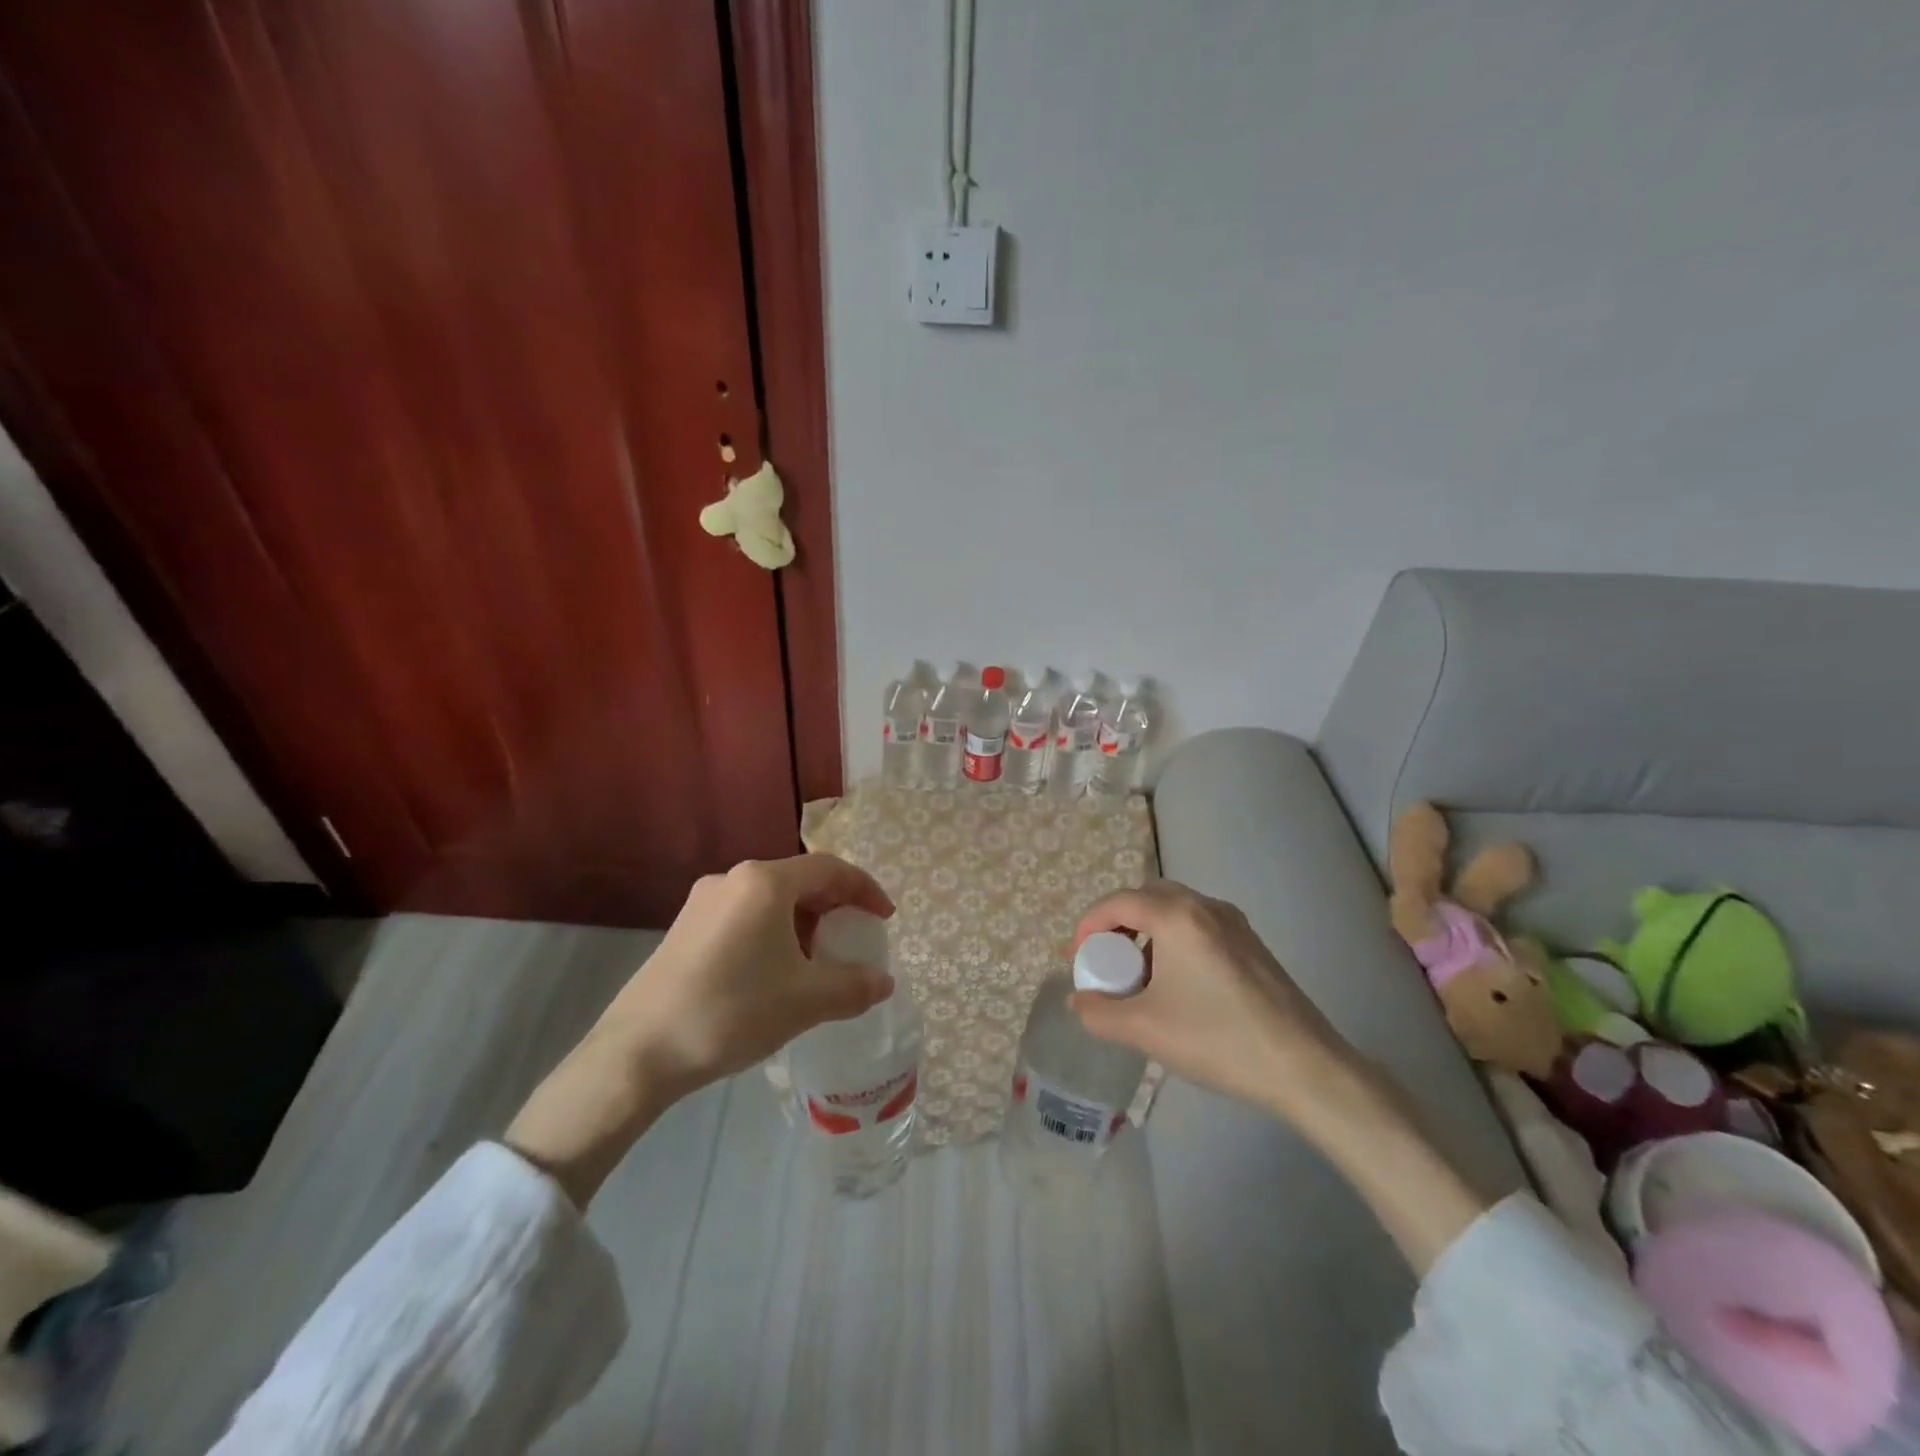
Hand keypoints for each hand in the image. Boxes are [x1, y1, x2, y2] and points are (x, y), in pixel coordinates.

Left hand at [507, 854, 893, 1205]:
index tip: (885, 918)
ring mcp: (703, 903)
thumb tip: (884, 981)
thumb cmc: (732, 1011)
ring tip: (817, 962)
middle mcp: (733, 879)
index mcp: (765, 882)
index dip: (865, 890)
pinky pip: (745, 917)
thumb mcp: (805, 1001)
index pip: (831, 869)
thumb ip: (853, 986)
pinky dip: (773, 934)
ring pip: (771, 901)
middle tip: (854, 941)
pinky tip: (774, 973)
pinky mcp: (684, 929)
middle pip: (800, 881)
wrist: (637, 1053)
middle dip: (834, 908)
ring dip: (803, 924)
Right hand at [1068, 880, 1360, 1120]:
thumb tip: (1078, 1000)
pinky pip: (1198, 925)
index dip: (1088, 926)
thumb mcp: (1145, 1029)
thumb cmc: (1217, 1039)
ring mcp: (1234, 923)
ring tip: (1138, 975)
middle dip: (1117, 923)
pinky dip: (1174, 939)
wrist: (1305, 1067)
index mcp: (1176, 915)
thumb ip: (1098, 1013)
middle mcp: (1205, 906)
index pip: (1117, 902)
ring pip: (1175, 910)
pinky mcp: (1252, 944)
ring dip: (1147, 931)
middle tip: (1105, 960)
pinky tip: (1177, 983)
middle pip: (1146, 897)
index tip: (1078, 960)